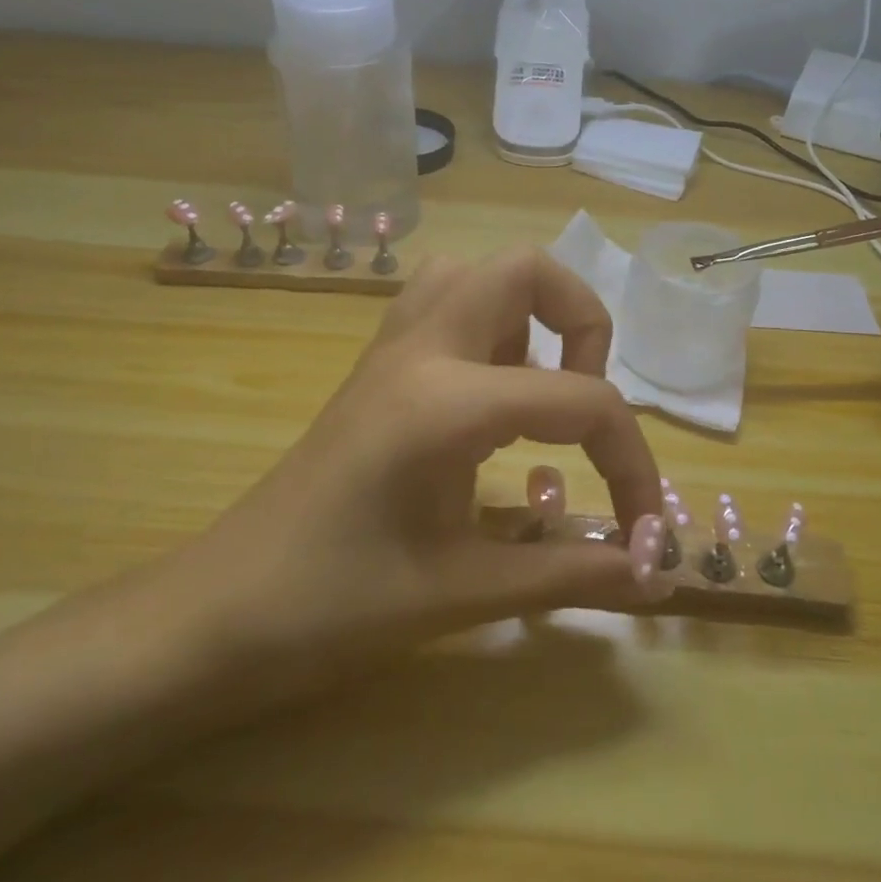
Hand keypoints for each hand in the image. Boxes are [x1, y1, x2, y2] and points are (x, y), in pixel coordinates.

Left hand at [160, 248, 668, 693]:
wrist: (222, 612)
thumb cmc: (336, 608)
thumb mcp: (465, 592)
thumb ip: (571, 574)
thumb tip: (658, 577)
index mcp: (447, 402)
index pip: (580, 399)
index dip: (632, 460)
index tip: (644, 527)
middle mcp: (421, 349)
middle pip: (524, 269)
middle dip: (582, 322)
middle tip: (583, 403)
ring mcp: (390, 349)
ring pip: (474, 273)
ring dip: (526, 315)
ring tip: (536, 393)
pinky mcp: (374, 365)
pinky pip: (442, 303)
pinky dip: (487, 328)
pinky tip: (490, 402)